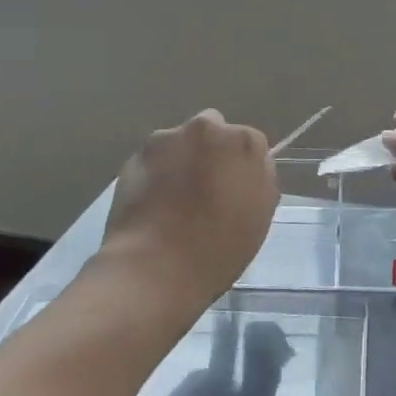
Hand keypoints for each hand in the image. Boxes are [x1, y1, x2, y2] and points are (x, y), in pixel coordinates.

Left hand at [99, 110, 277, 314]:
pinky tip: (153, 203)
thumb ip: (258, 180)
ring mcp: (167, 139)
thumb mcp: (260, 216)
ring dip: (181, 158)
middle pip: (213, 130)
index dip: (242, 167)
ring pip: (180, 141)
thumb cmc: (219, 248)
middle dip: (211, 151)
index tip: (235, 190)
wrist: (155, 267)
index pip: (250, 143)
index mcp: (244, 142)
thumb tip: (245, 170)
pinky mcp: (135, 155)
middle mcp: (206, 128)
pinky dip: (156, 172)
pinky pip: (154, 159)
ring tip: (174, 198)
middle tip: (206, 189)